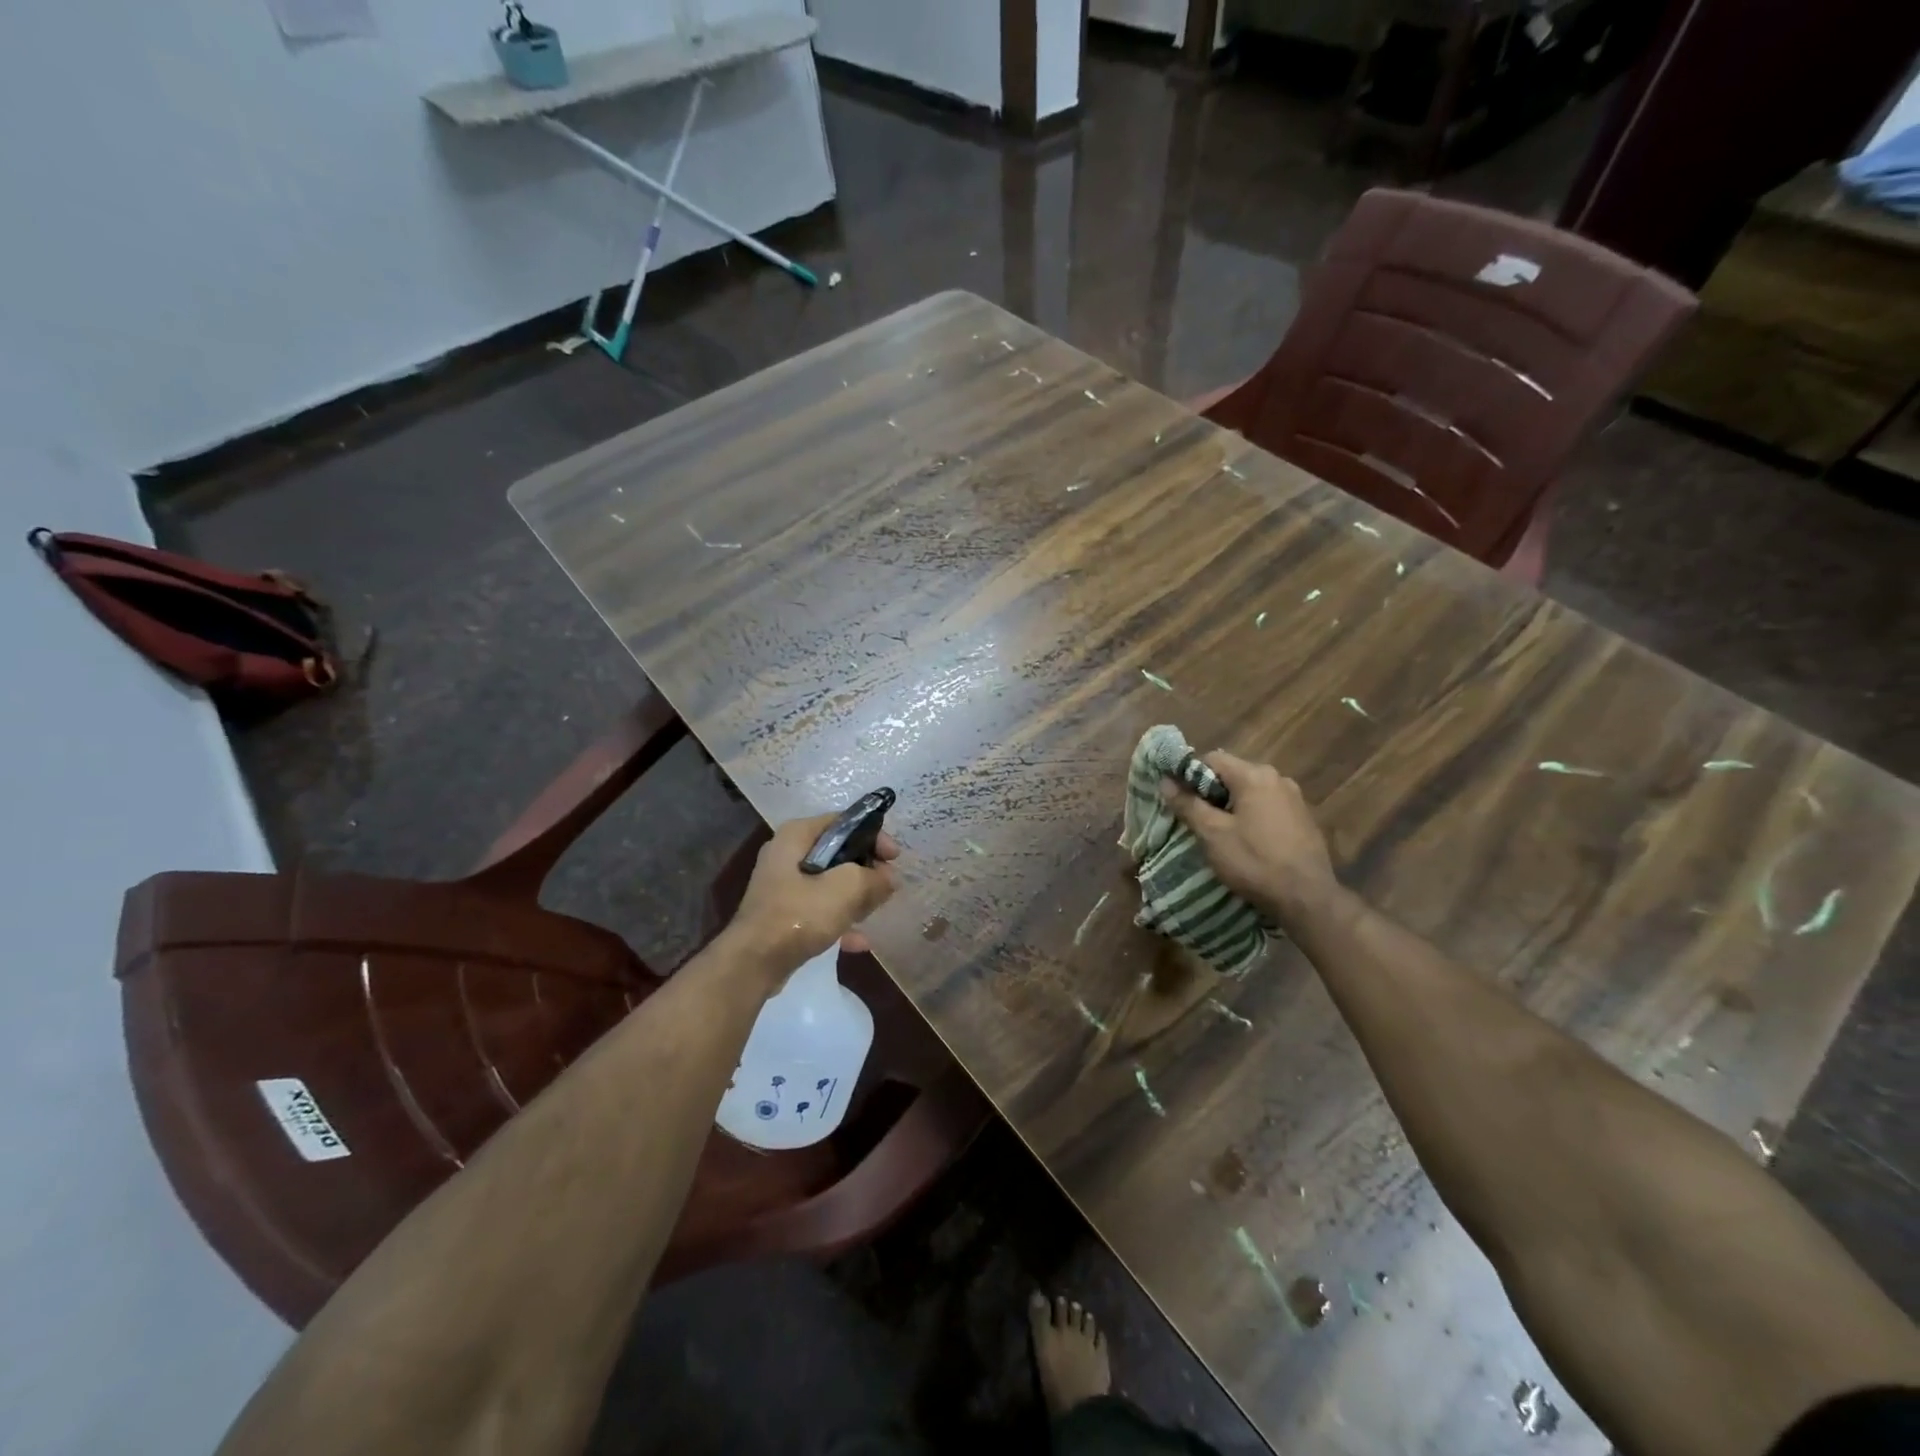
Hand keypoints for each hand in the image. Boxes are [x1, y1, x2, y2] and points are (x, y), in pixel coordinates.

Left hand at [725, 815, 899, 978]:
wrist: (753, 963)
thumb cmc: (799, 915)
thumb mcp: (846, 889)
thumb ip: (873, 878)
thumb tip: (889, 878)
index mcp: (797, 835)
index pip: (844, 822)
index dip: (874, 836)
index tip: (895, 858)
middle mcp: (786, 854)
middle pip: (838, 852)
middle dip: (866, 870)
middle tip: (887, 886)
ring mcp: (782, 886)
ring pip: (830, 883)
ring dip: (855, 896)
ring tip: (876, 911)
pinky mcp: (782, 914)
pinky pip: (819, 909)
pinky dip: (839, 919)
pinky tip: (859, 941)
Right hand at [1160, 751, 1339, 927]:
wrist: (1307, 898)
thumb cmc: (1254, 861)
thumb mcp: (1212, 834)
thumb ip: (1188, 804)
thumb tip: (1165, 781)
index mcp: (1255, 775)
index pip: (1212, 759)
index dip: (1190, 775)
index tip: (1180, 799)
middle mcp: (1278, 778)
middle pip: (1233, 774)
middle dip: (1212, 793)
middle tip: (1197, 820)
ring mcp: (1295, 798)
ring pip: (1251, 792)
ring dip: (1232, 806)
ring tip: (1221, 833)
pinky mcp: (1304, 819)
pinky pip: (1268, 807)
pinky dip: (1252, 816)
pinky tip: (1248, 842)